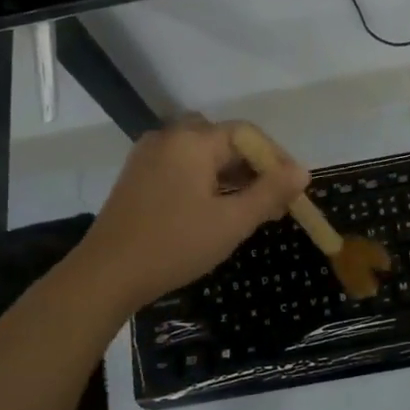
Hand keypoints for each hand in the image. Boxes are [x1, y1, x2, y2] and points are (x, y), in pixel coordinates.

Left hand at [71, 117, 309, 314]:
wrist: (106, 274)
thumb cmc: (175, 245)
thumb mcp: (232, 221)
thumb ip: (270, 192)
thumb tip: (302, 171)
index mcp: (192, 141)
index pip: (247, 135)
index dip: (277, 158)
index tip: (295, 189)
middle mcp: (169, 138)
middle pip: (225, 142)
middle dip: (255, 169)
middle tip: (276, 202)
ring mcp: (149, 156)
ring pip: (203, 156)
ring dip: (232, 177)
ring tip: (252, 210)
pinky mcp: (138, 176)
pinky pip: (183, 167)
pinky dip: (207, 182)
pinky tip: (217, 210)